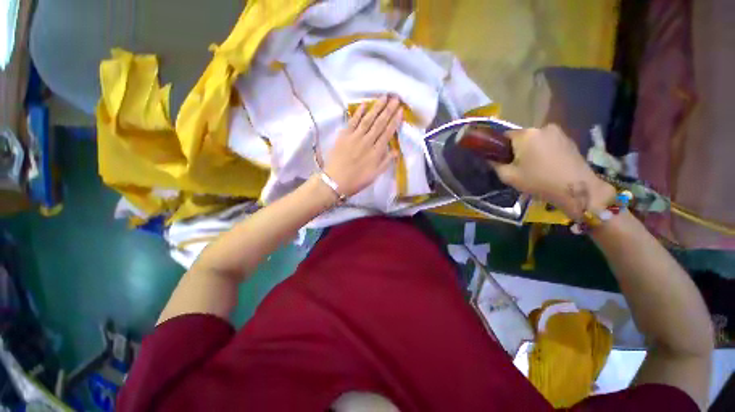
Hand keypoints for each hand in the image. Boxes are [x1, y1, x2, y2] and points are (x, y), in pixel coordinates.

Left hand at [323, 95, 402, 196]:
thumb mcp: (375, 175)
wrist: (335, 181)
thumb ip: (386, 162)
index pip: (387, 133)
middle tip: (395, 98)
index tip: (400, 110)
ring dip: (377, 107)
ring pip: (368, 120)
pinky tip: (365, 104)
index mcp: (376, 152)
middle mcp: (367, 142)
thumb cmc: (356, 180)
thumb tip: (395, 150)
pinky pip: (352, 121)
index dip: (394, 121)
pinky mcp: (344, 136)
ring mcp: (355, 137)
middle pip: (379, 123)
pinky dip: (359, 113)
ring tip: (384, 97)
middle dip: (388, 110)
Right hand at [493, 124, 615, 218]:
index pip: (504, 136)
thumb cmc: (539, 181)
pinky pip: (548, 143)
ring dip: (531, 150)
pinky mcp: (569, 139)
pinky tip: (546, 165)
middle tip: (516, 166)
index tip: (501, 161)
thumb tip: (490, 159)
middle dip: (516, 150)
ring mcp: (558, 132)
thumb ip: (495, 165)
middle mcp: (542, 128)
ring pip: (535, 140)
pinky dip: (543, 151)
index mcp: (525, 134)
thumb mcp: (509, 176)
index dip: (499, 148)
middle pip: (521, 138)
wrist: (577, 189)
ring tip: (533, 167)